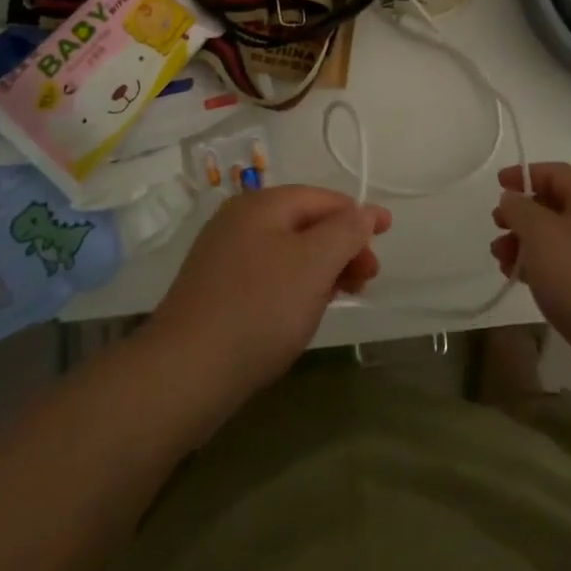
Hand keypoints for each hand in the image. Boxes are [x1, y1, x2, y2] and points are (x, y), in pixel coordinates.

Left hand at [149, 186, 391, 402]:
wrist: (184, 373)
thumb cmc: (259, 309)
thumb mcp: (314, 265)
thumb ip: (346, 232)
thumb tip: (365, 212)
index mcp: (261, 204)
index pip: (322, 197)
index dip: (358, 214)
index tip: (387, 235)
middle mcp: (239, 220)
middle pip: (305, 223)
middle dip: (342, 246)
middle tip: (367, 279)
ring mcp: (223, 255)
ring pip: (287, 251)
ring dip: (321, 268)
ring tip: (342, 296)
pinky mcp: (216, 290)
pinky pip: (268, 275)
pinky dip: (295, 285)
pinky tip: (303, 311)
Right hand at [491, 162, 570, 364]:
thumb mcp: (540, 232)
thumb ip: (520, 209)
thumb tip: (513, 200)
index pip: (558, 174)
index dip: (526, 174)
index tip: (499, 186)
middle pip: (557, 207)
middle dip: (522, 215)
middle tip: (497, 227)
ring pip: (559, 240)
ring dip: (527, 244)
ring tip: (501, 260)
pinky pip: (567, 268)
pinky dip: (542, 267)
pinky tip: (523, 281)